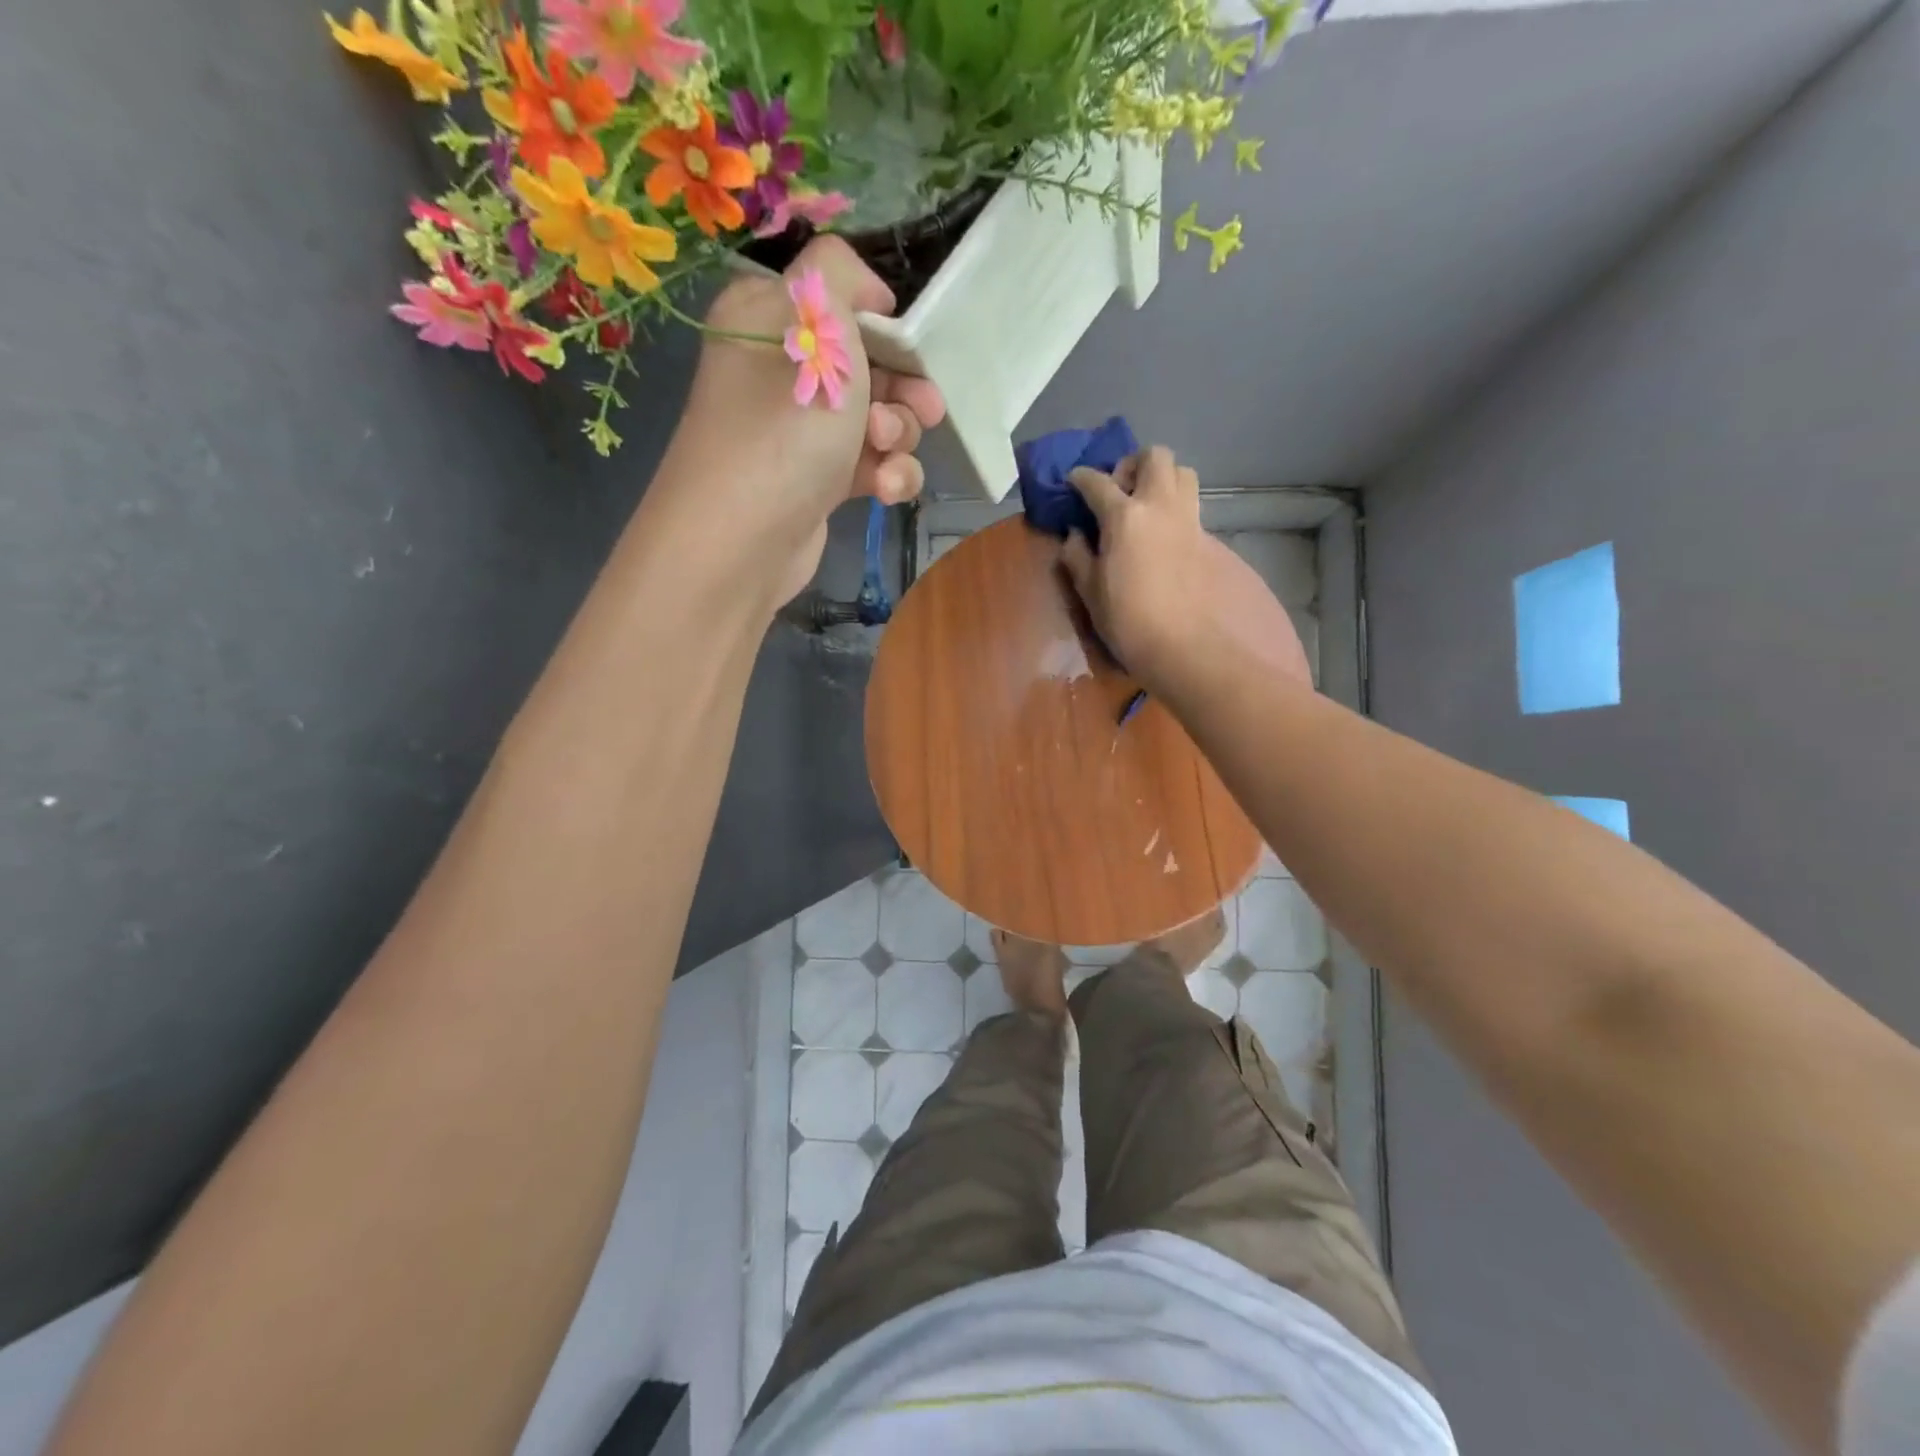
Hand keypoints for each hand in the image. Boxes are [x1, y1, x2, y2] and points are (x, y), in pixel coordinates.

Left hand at [659, 236, 945, 607]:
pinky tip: (886, 491)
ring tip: (885, 456)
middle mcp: (780, 371)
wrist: (744, 539)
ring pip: (877, 420)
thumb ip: (841, 275)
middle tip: (923, 410)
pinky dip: (888, 475)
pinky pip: (869, 465)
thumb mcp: (816, 325)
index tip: (909, 350)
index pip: (839, 303)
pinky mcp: (818, 481)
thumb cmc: (783, 424)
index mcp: (766, 318)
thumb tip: (865, 291)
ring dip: (898, 437)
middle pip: (868, 365)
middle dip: (903, 390)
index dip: (883, 326)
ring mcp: (799, 432)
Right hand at [1060, 446, 1311, 698]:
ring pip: (1183, 476)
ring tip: (1147, 510)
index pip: (1097, 482)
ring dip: (1163, 481)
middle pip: (1154, 457)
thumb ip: (1079, 559)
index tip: (1074, 481)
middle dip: (1133, 465)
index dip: (1081, 478)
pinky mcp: (1214, 543)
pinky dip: (1177, 517)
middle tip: (1119, 492)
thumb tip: (1075, 536)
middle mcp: (1161, 507)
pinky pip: (1194, 513)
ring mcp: (1192, 522)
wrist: (1197, 650)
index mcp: (1124, 516)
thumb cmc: (1133, 625)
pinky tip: (1167, 547)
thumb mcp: (1092, 595)